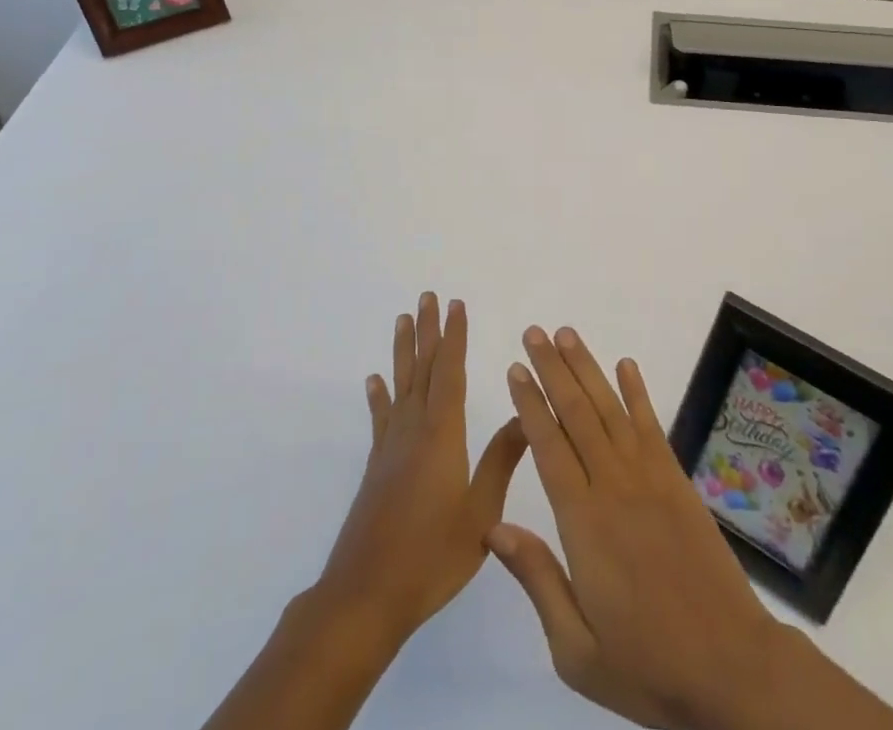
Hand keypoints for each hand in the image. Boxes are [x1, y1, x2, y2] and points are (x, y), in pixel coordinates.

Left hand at [317, 293, 527, 646]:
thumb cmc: (431, 556)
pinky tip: (374, 381)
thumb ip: (502, 460)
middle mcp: (414, 430)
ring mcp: (391, 447)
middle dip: (428, 330)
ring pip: (400, 385)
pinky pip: (380, 419)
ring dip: (403, 350)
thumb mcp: (480, 513)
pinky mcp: (376, 467)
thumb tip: (526, 413)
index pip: (450, 372)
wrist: (366, 596)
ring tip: (402, 319)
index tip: (456, 304)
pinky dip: (378, 396)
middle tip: (428, 296)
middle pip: (423, 369)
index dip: (455, 336)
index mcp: (442, 435)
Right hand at [487, 326, 788, 729]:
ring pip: (611, 409)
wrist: (730, 666)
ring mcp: (650, 478)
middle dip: (552, 369)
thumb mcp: (577, 649)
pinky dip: (638, 393)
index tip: (515, 369)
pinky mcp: (677, 481)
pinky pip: (652, 426)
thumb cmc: (647, 665)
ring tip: (566, 334)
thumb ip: (537, 580)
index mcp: (584, 523)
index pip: (549, 446)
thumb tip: (493, 527)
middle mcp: (614, 486)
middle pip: (576, 414)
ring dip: (587, 368)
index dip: (530, 404)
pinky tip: (626, 366)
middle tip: (533, 333)